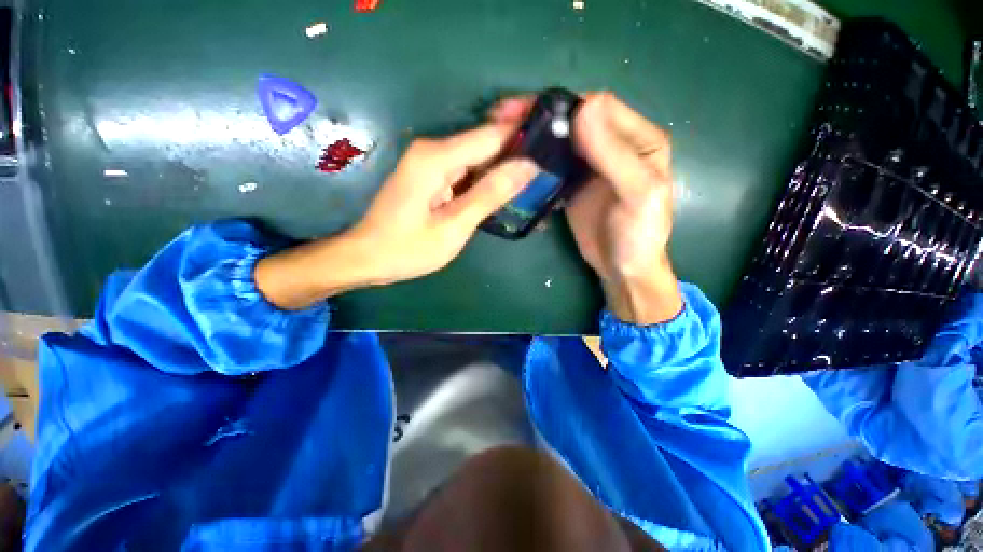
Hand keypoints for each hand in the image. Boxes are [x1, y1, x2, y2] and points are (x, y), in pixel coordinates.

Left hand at [256, 123, 536, 309]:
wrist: (368, 257)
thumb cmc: (408, 248)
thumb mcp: (454, 226)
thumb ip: (490, 194)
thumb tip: (528, 166)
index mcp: (437, 157)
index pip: (492, 135)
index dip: (523, 135)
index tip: (553, 142)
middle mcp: (434, 149)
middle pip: (485, 142)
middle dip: (516, 150)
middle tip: (548, 164)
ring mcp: (431, 160)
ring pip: (477, 156)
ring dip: (503, 166)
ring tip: (534, 177)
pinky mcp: (431, 173)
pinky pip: (466, 169)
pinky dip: (486, 177)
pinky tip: (504, 188)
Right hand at [493, 93, 681, 324]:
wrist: (622, 269)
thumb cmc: (638, 235)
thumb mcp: (637, 195)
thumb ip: (615, 153)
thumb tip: (584, 107)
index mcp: (639, 139)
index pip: (599, 107)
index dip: (564, 105)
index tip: (527, 111)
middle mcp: (614, 144)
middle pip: (575, 119)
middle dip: (541, 116)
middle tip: (503, 119)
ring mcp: (590, 164)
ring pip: (559, 139)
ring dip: (534, 135)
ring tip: (502, 136)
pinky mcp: (572, 183)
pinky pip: (552, 163)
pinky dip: (534, 159)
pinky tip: (515, 159)